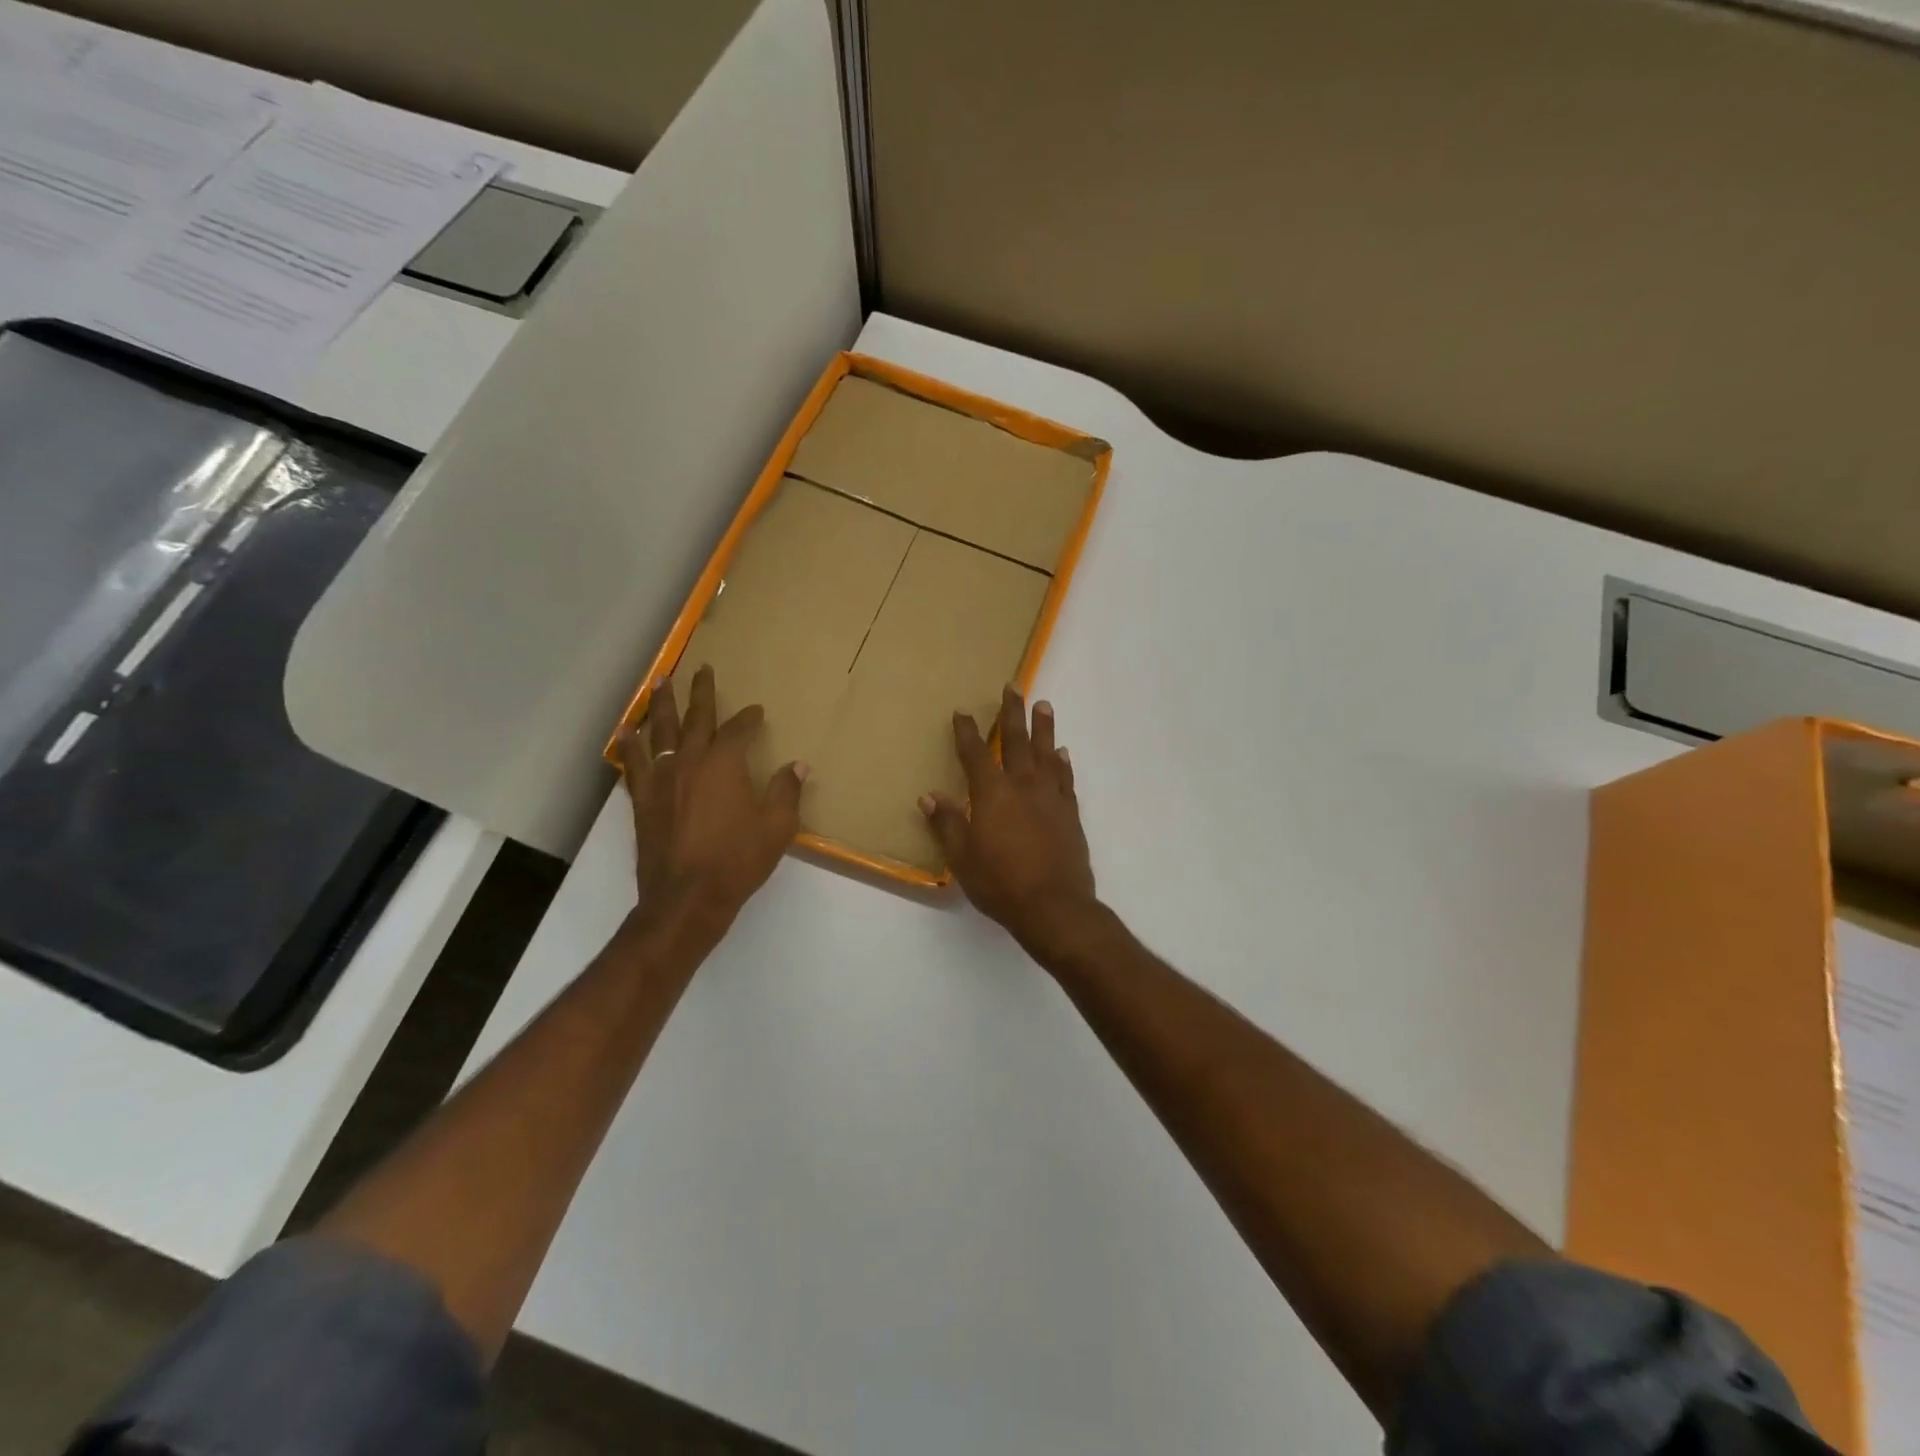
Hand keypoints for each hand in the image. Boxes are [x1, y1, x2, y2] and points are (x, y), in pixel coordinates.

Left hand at [615, 665, 805, 949]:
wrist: (686, 898)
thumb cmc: (737, 861)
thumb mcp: (776, 828)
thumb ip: (786, 792)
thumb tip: (797, 766)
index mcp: (724, 765)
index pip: (737, 731)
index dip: (748, 718)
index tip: (756, 711)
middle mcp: (689, 763)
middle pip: (694, 718)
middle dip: (700, 692)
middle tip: (701, 668)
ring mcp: (662, 780)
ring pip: (659, 732)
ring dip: (659, 705)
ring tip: (658, 682)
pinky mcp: (644, 800)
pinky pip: (634, 763)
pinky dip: (630, 745)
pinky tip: (626, 733)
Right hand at [922, 686, 1100, 963]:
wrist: (1054, 906)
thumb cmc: (1000, 883)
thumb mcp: (962, 857)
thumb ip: (947, 823)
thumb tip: (929, 796)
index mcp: (992, 794)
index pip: (974, 754)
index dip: (967, 732)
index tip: (962, 712)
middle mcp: (1022, 785)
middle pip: (1016, 741)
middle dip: (1012, 713)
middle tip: (1014, 687)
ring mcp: (1050, 796)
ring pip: (1046, 752)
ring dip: (1043, 728)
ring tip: (1043, 705)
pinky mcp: (1070, 812)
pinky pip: (1065, 778)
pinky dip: (1063, 762)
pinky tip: (1063, 753)